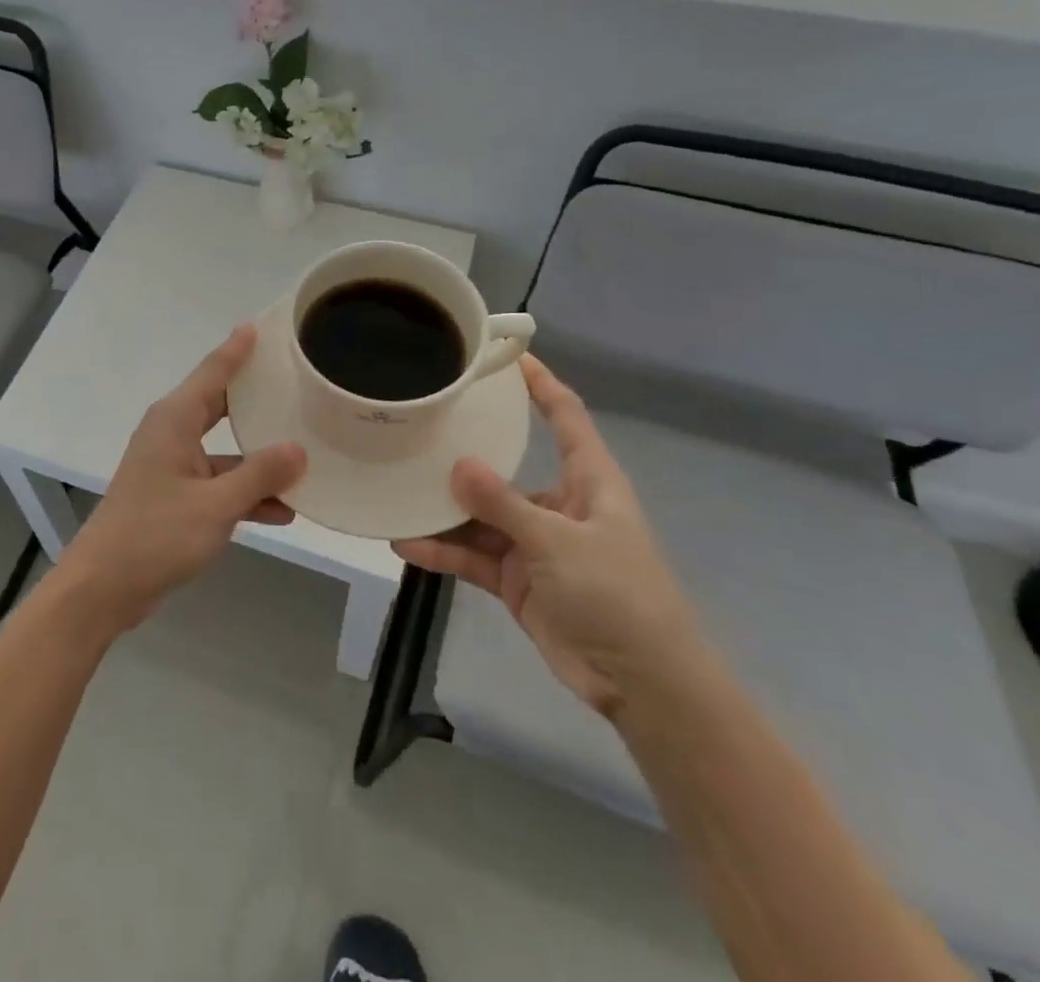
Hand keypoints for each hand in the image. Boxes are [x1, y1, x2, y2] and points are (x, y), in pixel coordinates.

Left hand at [54, 326, 306, 635]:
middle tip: (295, 382)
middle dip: (256, 398)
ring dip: (259, 461)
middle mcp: (172, 434)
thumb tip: (298, 450)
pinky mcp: (175, 498)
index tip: (261, 326)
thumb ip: (259, 475)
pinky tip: (283, 511)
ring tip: (307, 457)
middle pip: (221, 406)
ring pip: (225, 451)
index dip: (237, 349)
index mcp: (175, 420)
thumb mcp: (216, 505)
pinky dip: (245, 494)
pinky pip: (218, 485)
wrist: (103, 588)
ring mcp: (173, 467)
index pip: (213, 372)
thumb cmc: (155, 535)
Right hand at [395, 355, 703, 719]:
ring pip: (481, 514)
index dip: (541, 384)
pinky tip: (405, 543)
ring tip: (396, 488)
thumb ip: (504, 504)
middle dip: (466, 449)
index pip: (565, 417)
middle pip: (506, 465)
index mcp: (587, 481)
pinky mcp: (516, 578)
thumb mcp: (559, 543)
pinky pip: (473, 555)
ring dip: (444, 509)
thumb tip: (457, 464)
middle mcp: (558, 504)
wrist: (642, 684)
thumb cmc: (617, 595)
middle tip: (420, 424)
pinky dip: (443, 551)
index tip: (506, 355)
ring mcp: (534, 543)